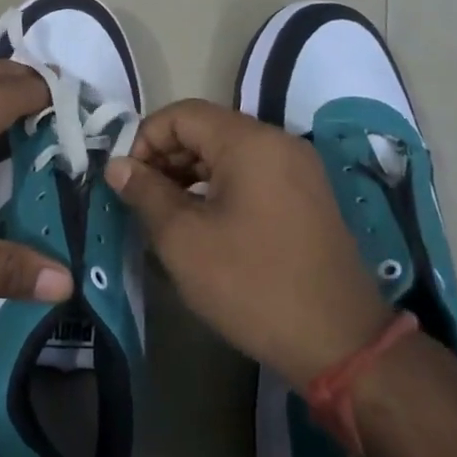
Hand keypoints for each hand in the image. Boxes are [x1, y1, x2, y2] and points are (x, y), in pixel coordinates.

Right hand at [106, 99, 390, 389]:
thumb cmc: (251, 285)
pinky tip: (202, 223)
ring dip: (190, 174)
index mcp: (250, 142)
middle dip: (166, 157)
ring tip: (165, 214)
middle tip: (140, 200)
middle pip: (207, 129)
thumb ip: (145, 193)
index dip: (144, 140)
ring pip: (229, 153)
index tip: (126, 182)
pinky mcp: (307, 196)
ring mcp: (299, 169)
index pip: (182, 114)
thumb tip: (117, 166)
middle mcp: (279, 143)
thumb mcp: (183, 240)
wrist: (339, 342)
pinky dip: (219, 188)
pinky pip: (252, 174)